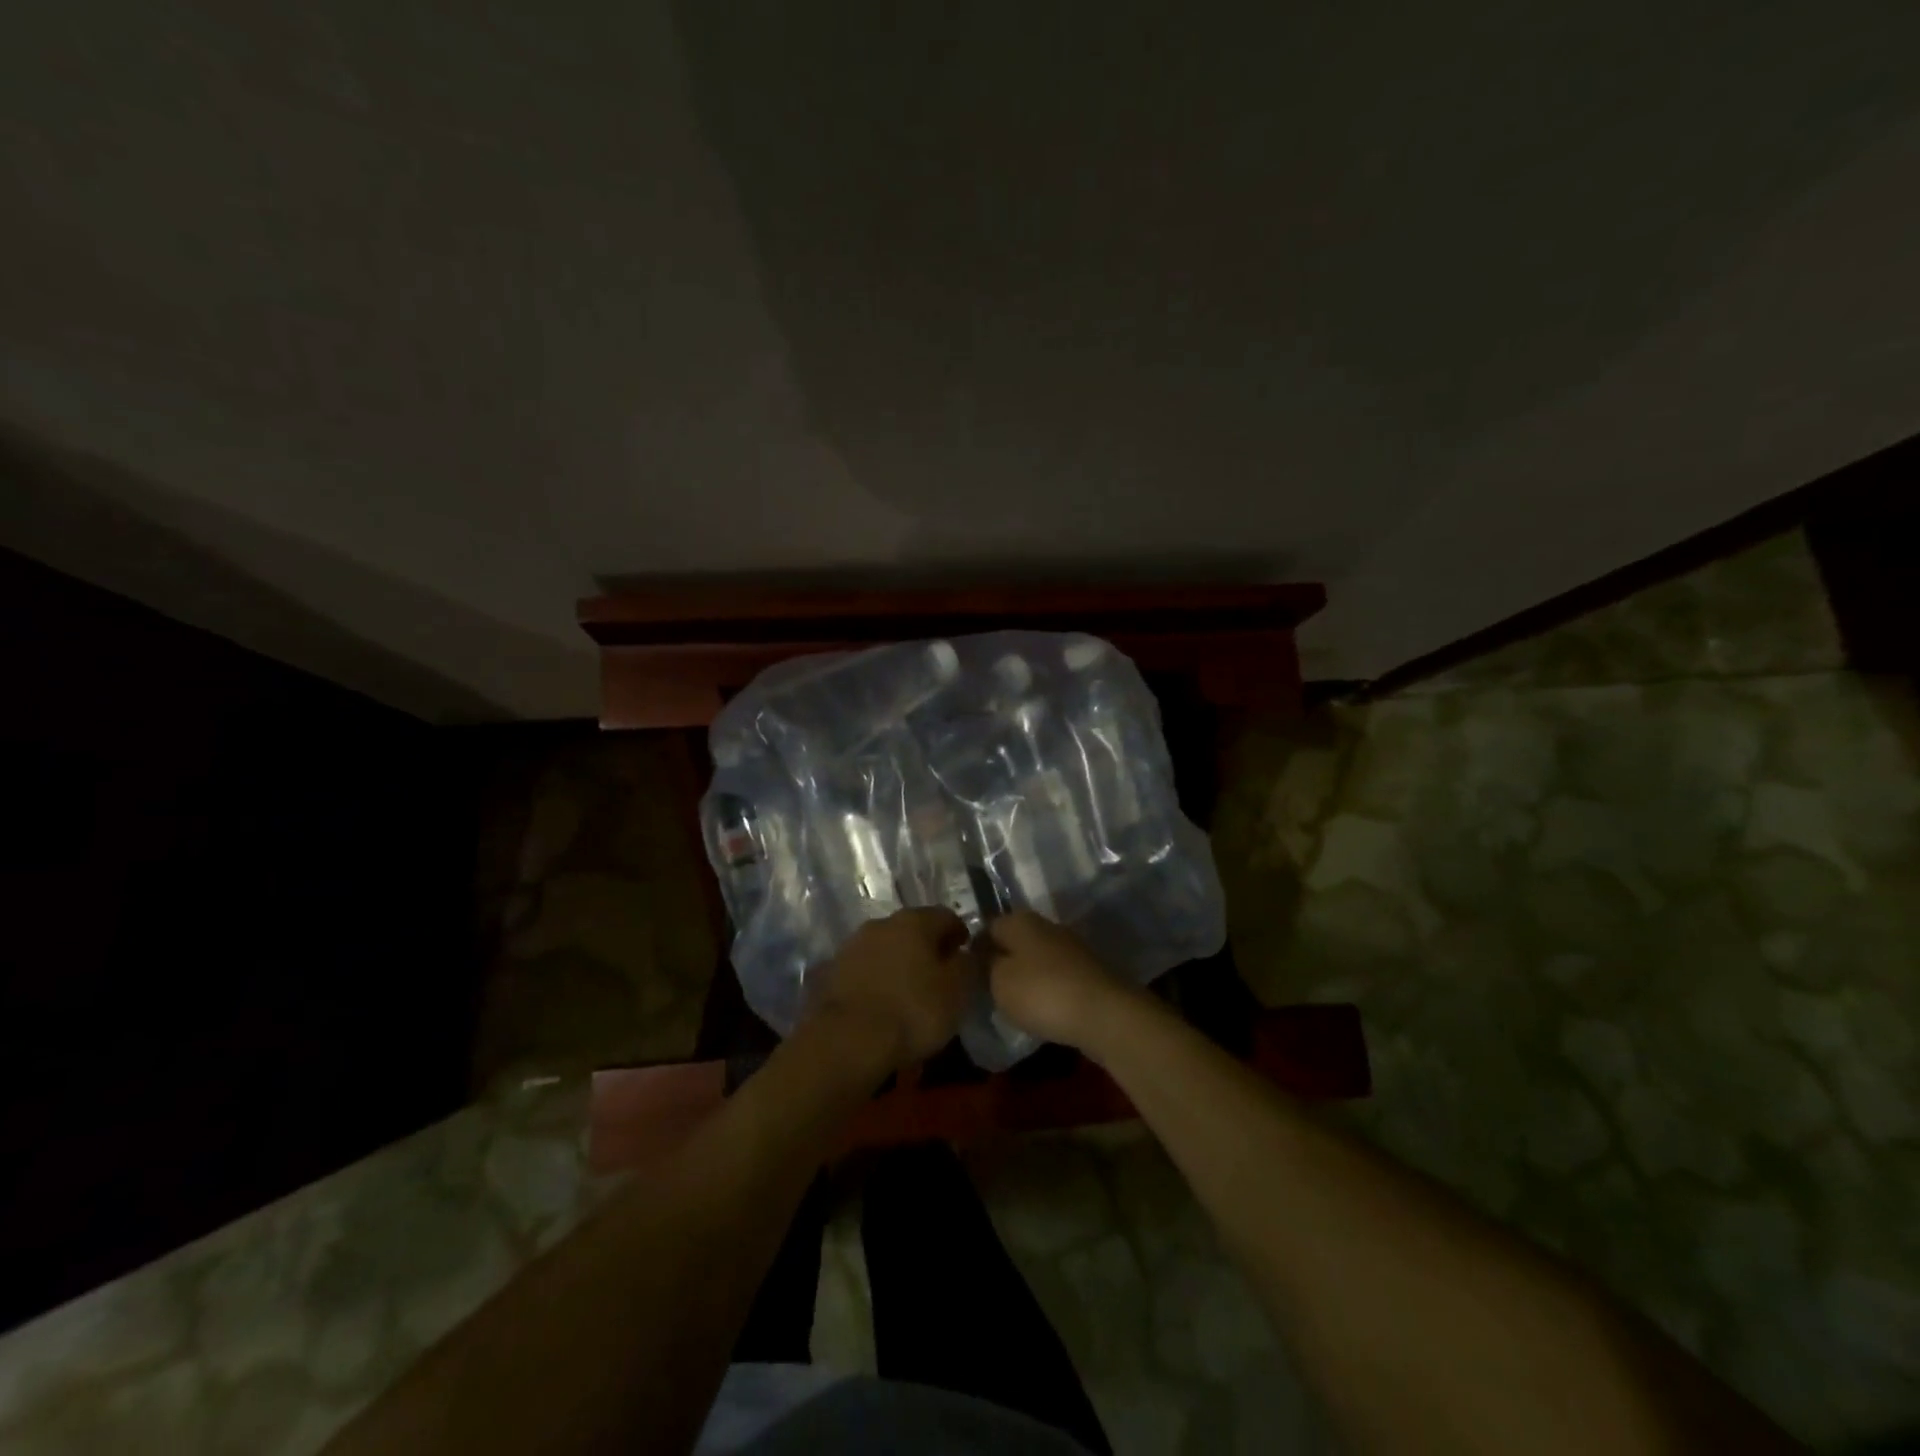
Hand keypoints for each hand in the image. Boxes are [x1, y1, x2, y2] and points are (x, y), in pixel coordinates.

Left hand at [810, 908, 975, 1070]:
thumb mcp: (957, 991)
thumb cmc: (912, 1011)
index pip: (946, 917)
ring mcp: (853, 945)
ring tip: (910, 992)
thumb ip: (967, 965)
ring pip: (886, 948)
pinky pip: (865, 969)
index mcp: (915, 921)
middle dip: (927, 948)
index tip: (966, 957)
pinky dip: (877, 979)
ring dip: (900, 963)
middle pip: (913, 929)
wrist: (846, 1040)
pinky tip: (883, 1002)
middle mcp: (882, 923)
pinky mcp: (832, 970)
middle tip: (939, 975)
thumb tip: (965, 953)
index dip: (960, 935)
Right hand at [986, 910, 1138, 1052]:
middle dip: (1001, 961)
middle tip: (987, 990)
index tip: (965, 974)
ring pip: (1036, 958)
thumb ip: (985, 965)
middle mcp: (1046, 925)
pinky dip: (1046, 989)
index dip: (974, 949)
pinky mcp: (1087, 971)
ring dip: (1025, 976)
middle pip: (1014, 941)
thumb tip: (984, 956)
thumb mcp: (998, 981)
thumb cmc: (1041, 992)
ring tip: (1012, 1003)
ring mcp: (1070, 947)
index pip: (987, 926)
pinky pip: (1056, 976)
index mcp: (1020, 920)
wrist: (1105, 1014)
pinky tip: (1041, 1009)